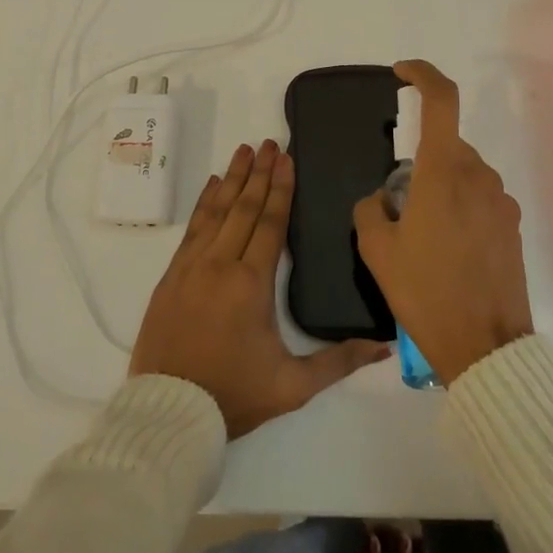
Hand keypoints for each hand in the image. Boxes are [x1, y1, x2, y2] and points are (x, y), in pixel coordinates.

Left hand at [130, 139, 390, 437]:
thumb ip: (338, 362)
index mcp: (252, 284)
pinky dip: (204, 204)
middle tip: (269, 142)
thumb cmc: (234, 395)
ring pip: (215, 212)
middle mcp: (220, 264)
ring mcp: (191, 267)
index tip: (286, 159)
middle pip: (243, 208)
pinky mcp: (172, 276)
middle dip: (259, 173)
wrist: (168, 410)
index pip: (270, 224)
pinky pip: (192, 228)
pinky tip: (212, 187)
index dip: (280, 189)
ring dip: (231, 179)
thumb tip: (383, 349)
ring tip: (243, 151)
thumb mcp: (293, 386)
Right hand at [353, 60, 533, 383]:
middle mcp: (479, 177)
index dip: (422, 75)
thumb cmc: (425, 291)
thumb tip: (384, 199)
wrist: (484, 347)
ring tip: (421, 239)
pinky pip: (479, 200)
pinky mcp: (513, 227)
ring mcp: (501, 202)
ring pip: (462, 175)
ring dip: (439, 190)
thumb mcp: (376, 249)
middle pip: (445, 146)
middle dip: (419, 163)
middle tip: (398, 208)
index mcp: (444, 172)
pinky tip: (447, 253)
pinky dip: (459, 210)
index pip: (441, 101)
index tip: (401, 72)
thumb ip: (371, 207)